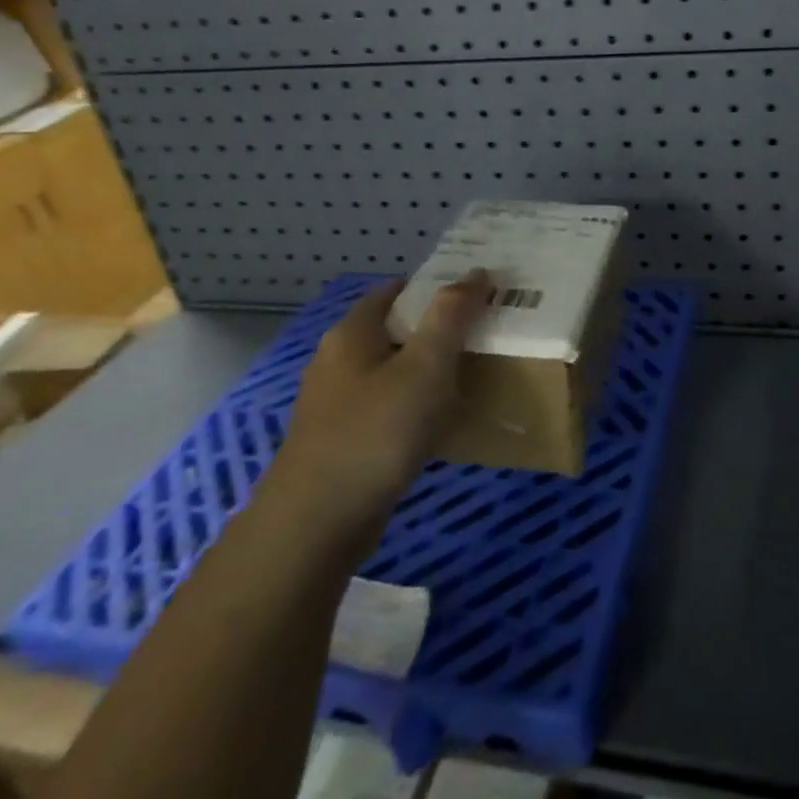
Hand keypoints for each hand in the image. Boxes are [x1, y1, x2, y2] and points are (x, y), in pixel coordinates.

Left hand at [277, 271, 491, 500]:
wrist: (316, 526)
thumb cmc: (376, 432)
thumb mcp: (425, 367)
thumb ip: (451, 316)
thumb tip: (475, 272)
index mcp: (352, 333)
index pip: (397, 290)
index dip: (437, 287)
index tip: (477, 295)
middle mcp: (336, 360)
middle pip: (393, 330)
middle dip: (435, 329)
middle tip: (483, 335)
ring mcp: (333, 403)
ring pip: (389, 371)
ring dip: (425, 370)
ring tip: (469, 376)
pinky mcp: (338, 440)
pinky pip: (384, 407)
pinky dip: (411, 405)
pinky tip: (437, 423)